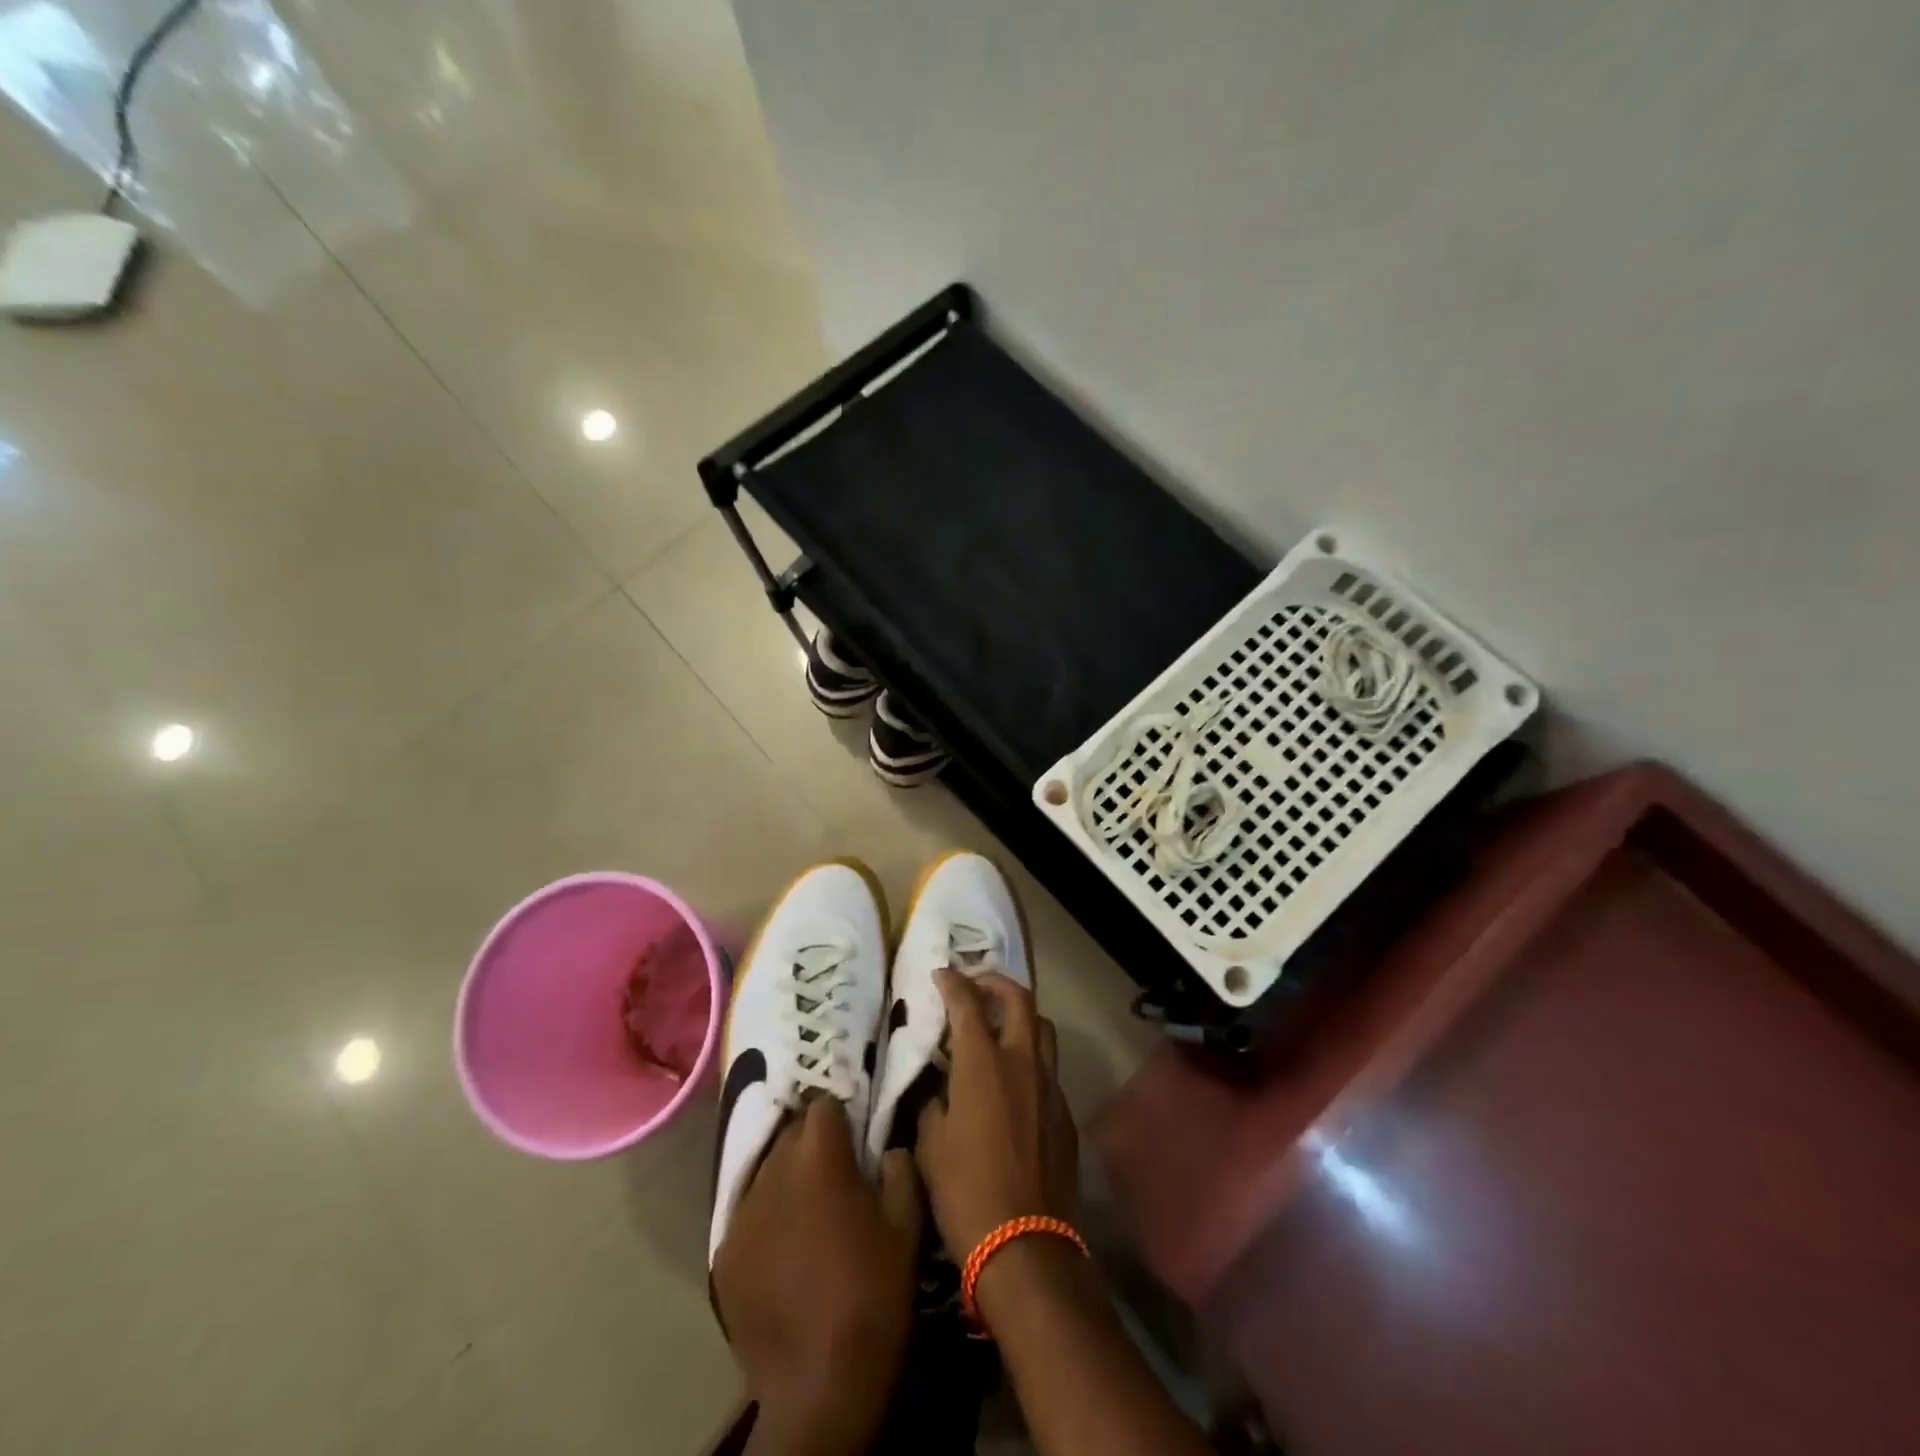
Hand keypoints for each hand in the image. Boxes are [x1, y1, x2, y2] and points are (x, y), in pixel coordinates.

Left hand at [713, 1096, 921, 1455]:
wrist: (818, 1386)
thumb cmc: (872, 1294)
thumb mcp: (907, 1226)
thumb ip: (899, 1170)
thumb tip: (887, 1149)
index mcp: (819, 1157)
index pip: (823, 1105)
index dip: (841, 1117)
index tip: (854, 1139)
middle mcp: (773, 1171)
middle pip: (791, 1133)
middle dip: (812, 1145)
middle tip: (834, 1175)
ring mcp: (742, 1213)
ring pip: (766, 1172)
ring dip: (787, 1180)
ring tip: (806, 1214)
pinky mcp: (723, 1253)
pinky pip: (748, 1215)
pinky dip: (766, 1220)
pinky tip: (783, 1253)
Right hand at [914, 969, 1079, 1262]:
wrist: (1026, 1248)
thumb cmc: (966, 1194)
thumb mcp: (930, 1146)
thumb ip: (934, 1104)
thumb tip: (939, 1089)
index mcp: (983, 1064)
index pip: (967, 1003)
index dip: (952, 983)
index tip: (941, 975)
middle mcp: (1022, 1062)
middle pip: (1019, 999)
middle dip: (995, 982)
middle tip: (975, 986)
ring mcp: (1050, 1086)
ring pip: (1042, 1028)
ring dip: (1020, 1015)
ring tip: (998, 1025)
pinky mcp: (1065, 1113)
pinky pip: (1049, 1068)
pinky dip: (1030, 1057)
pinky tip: (1014, 1081)